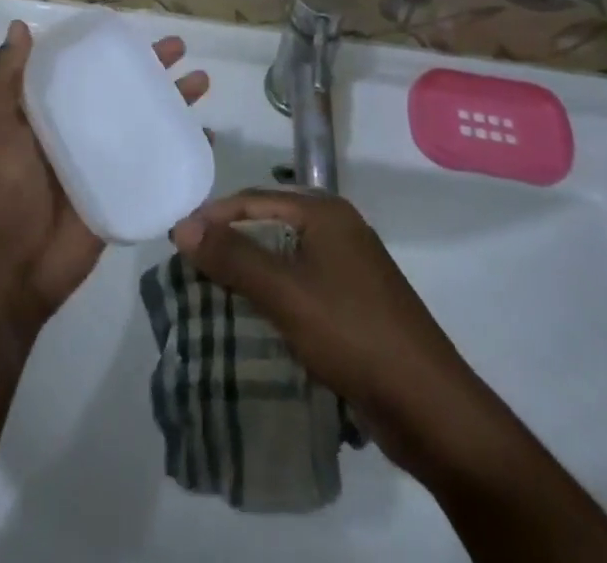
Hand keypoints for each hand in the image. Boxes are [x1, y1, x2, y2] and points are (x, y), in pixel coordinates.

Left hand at [0, 20, 207, 325]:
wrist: (17, 264)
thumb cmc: (2, 187)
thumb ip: (3, 79)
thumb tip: (19, 28)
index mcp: (48, 112)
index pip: (83, 69)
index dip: (107, 49)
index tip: (131, 31)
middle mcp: (79, 130)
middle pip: (122, 89)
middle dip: (152, 68)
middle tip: (180, 48)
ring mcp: (104, 161)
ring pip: (146, 121)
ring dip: (175, 101)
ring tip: (203, 82)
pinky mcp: (124, 190)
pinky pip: (158, 162)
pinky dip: (183, 149)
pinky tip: (207, 136)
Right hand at [171, 189, 475, 466]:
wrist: (429, 406)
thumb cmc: (352, 332)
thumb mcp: (284, 291)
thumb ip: (232, 256)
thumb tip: (182, 226)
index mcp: (326, 213)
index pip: (255, 199)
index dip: (214, 216)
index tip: (177, 239)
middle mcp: (339, 230)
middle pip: (270, 225)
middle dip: (230, 243)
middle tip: (191, 265)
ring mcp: (351, 268)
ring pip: (286, 258)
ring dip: (250, 271)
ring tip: (213, 291)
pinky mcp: (356, 305)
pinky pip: (302, 286)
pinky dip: (274, 295)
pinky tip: (255, 317)